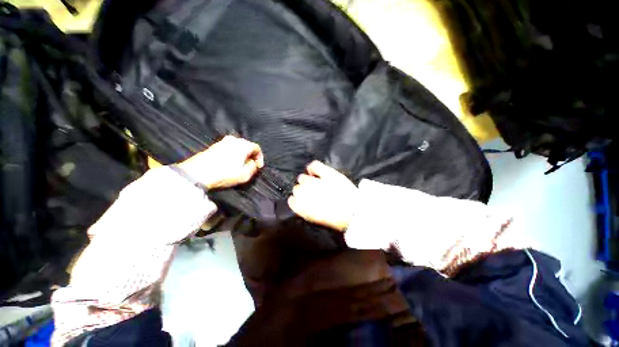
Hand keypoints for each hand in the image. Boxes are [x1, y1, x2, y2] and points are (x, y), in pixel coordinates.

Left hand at [177, 136, 263, 188]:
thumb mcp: (245, 174)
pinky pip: (229, 148)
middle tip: (250, 166)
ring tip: (240, 165)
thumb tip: (253, 163)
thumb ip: (253, 167)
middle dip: (251, 156)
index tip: (258, 167)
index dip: (260, 158)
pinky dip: (233, 155)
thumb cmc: (225, 173)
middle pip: (247, 146)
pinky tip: (230, 163)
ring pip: (238, 147)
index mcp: (243, 144)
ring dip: (241, 155)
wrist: (198, 173)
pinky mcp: (214, 146)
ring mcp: (222, 141)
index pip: (257, 148)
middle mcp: (234, 139)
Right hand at [288, 161, 357, 231]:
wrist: (354, 212)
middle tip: (311, 193)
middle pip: (297, 188)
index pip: (291, 201)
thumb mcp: (317, 219)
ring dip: (306, 181)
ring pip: (302, 178)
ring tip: (314, 182)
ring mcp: (316, 183)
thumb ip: (305, 211)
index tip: (302, 201)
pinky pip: (314, 165)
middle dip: (302, 191)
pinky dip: (312, 167)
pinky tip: (313, 171)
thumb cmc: (337, 220)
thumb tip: (298, 203)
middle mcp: (306, 194)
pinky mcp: (327, 174)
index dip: (297, 200)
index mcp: (303, 208)